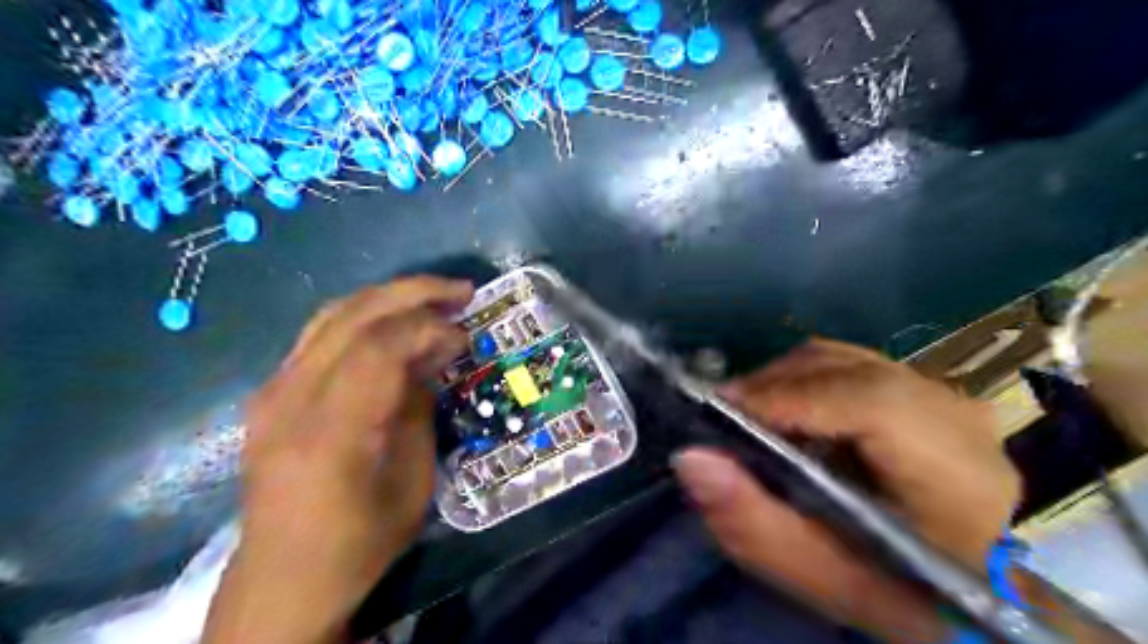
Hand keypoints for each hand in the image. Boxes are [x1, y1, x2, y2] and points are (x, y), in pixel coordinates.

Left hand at [204, 276, 472, 642]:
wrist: (284, 577)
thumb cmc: (361, 539)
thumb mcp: (413, 480)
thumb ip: (419, 406)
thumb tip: (436, 353)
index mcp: (330, 431)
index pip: (378, 347)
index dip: (429, 328)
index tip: (465, 335)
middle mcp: (290, 398)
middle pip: (353, 316)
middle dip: (413, 294)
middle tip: (460, 292)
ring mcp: (272, 391)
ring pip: (333, 315)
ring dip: (389, 298)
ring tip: (433, 297)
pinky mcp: (270, 392)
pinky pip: (320, 334)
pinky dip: (364, 317)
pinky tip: (393, 323)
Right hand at [675, 339, 1021, 640]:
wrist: (970, 585)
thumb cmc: (901, 592)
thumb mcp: (824, 578)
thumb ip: (755, 524)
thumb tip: (691, 457)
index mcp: (954, 475)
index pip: (868, 403)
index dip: (787, 398)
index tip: (723, 414)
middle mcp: (954, 415)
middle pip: (843, 369)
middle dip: (770, 386)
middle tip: (725, 417)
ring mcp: (941, 394)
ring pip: (840, 359)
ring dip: (782, 380)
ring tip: (750, 414)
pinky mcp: (920, 388)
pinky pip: (846, 364)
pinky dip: (802, 379)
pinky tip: (786, 411)